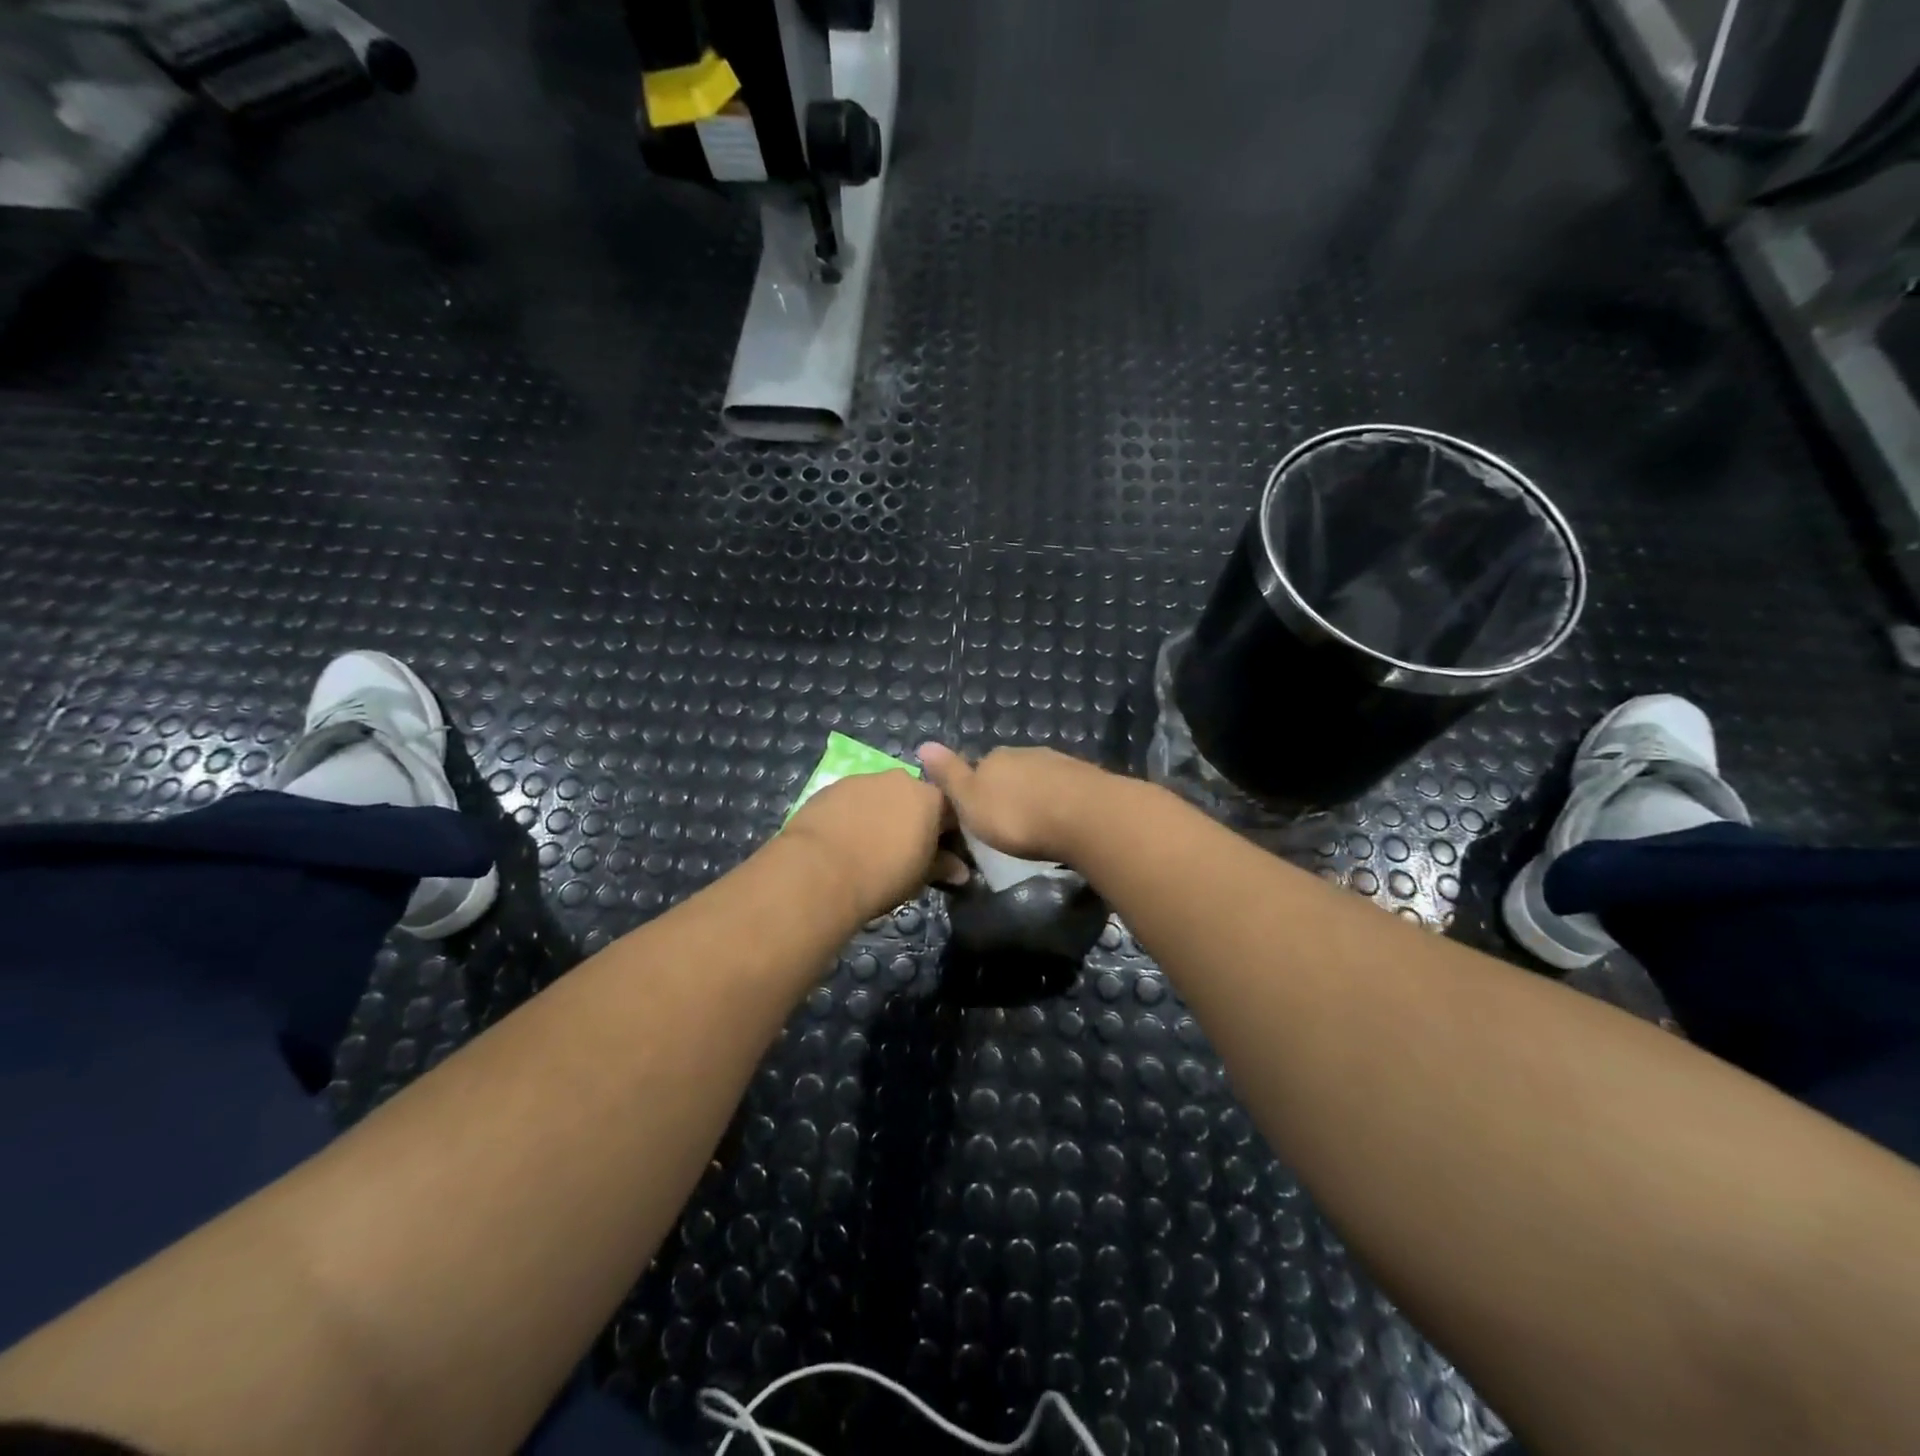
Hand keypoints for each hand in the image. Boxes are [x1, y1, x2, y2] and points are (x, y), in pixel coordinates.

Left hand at [782, 768, 955, 921]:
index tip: (941, 853)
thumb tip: (961, 871)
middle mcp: (900, 779)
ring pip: (881, 795)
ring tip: (868, 845)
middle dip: (912, 818)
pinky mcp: (832, 786)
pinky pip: (852, 799)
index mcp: (930, 797)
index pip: (950, 810)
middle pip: (913, 797)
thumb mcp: (920, 877)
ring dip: (881, 813)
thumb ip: (942, 867)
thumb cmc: (883, 875)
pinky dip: (853, 813)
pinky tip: (843, 838)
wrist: (820, 870)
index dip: (947, 832)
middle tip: (903, 849)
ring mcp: (864, 779)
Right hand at [915, 744, 1110, 865]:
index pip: (977, 767)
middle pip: (1009, 771)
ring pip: (1038, 778)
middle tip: (1007, 823)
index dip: (975, 789)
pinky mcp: (1086, 779)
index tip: (978, 814)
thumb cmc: (1016, 815)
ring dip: (1035, 796)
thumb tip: (923, 744)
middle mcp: (1025, 753)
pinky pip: (1064, 789)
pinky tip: (1061, 820)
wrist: (1083, 816)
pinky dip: (1059, 802)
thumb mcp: (970, 801)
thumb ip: (950, 775)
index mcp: (994, 758)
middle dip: (1007, 792)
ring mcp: (1058, 763)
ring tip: (1035, 824)